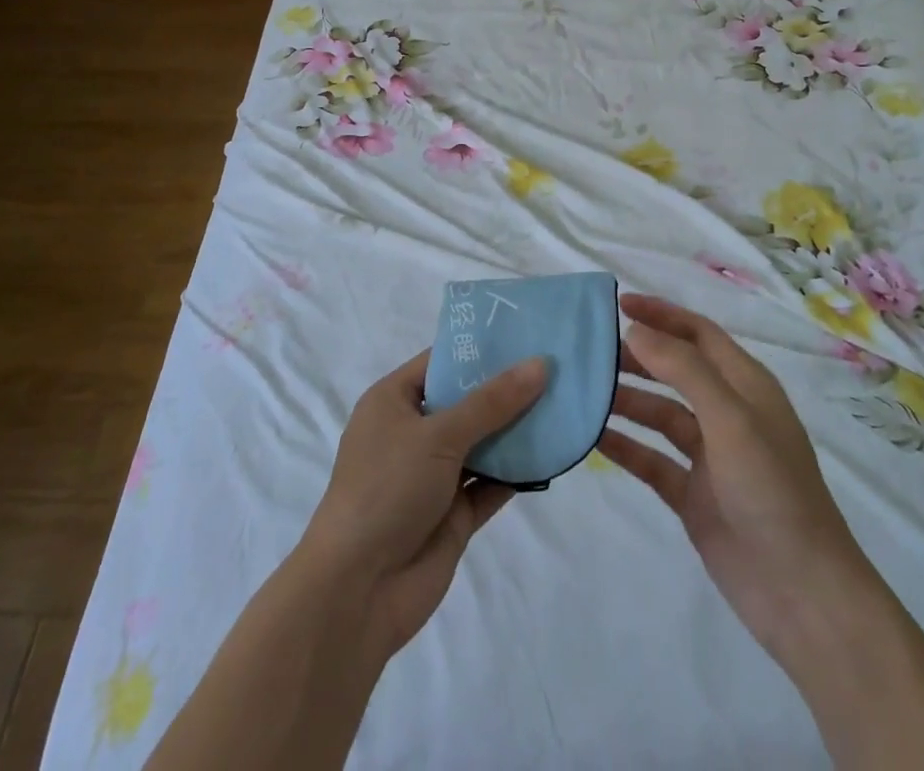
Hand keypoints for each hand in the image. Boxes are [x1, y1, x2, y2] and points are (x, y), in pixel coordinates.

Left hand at [300, 350, 547, 658]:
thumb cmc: (387, 489)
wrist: (359, 591)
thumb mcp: (438, 434)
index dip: (481, 348)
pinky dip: (518, 471)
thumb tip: (539, 364)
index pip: (442, 362)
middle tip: (557, 365)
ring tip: (565, 402)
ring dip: (517, 430)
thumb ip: (492, 402)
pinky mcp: (454, 513)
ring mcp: (434, 474)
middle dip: (507, 388)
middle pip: (466, 401)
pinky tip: (554, 454)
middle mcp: (413, 432)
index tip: (527, 333)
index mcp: (394, 401)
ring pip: (483, 442)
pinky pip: (491, 482)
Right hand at [599, 295, 870, 663]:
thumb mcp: (731, 419)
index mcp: (745, 386)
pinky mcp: (693, 495)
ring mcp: (709, 457)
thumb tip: (635, 330)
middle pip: (674, 370)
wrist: (803, 595)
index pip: (698, 333)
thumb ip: (683, 370)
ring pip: (659, 413)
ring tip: (582, 390)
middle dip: (636, 356)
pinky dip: (624, 445)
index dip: (661, 314)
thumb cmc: (772, 491)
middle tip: (589, 350)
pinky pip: (651, 459)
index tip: (616, 304)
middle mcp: (727, 414)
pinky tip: (591, 437)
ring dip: (625, 400)